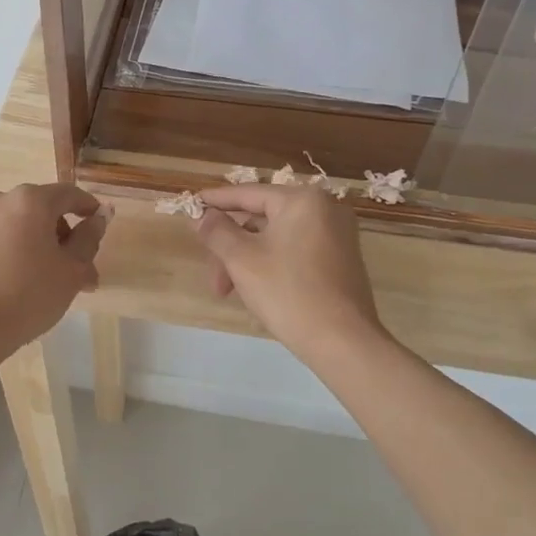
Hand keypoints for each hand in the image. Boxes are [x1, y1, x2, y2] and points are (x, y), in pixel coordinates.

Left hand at [0, 183, 108, 361]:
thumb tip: (102, 215)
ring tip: (35, 276)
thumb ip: (89, 238)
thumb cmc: (29, 297)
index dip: (87, 207)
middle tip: (70, 266)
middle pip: (37, 208)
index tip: (96, 223)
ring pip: (10, 223)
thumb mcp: (72, 271)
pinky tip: (4, 280)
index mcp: (30, 201)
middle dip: (57, 232)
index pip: (68, 194)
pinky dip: (0, 251)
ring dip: (27, 241)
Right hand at [194, 186, 382, 361]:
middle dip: (230, 247)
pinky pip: (295, 251)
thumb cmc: (288, 292)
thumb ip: (217, 231)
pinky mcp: (341, 260)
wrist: (343, 342)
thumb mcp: (242, 259)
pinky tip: (254, 289)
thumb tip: (201, 216)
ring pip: (276, 238)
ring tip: (228, 291)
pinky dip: (270, 264)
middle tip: (212, 276)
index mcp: (302, 200)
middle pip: (261, 218)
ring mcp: (337, 235)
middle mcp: (325, 209)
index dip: (216, 201)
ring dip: (247, 260)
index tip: (192, 205)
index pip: (248, 193)